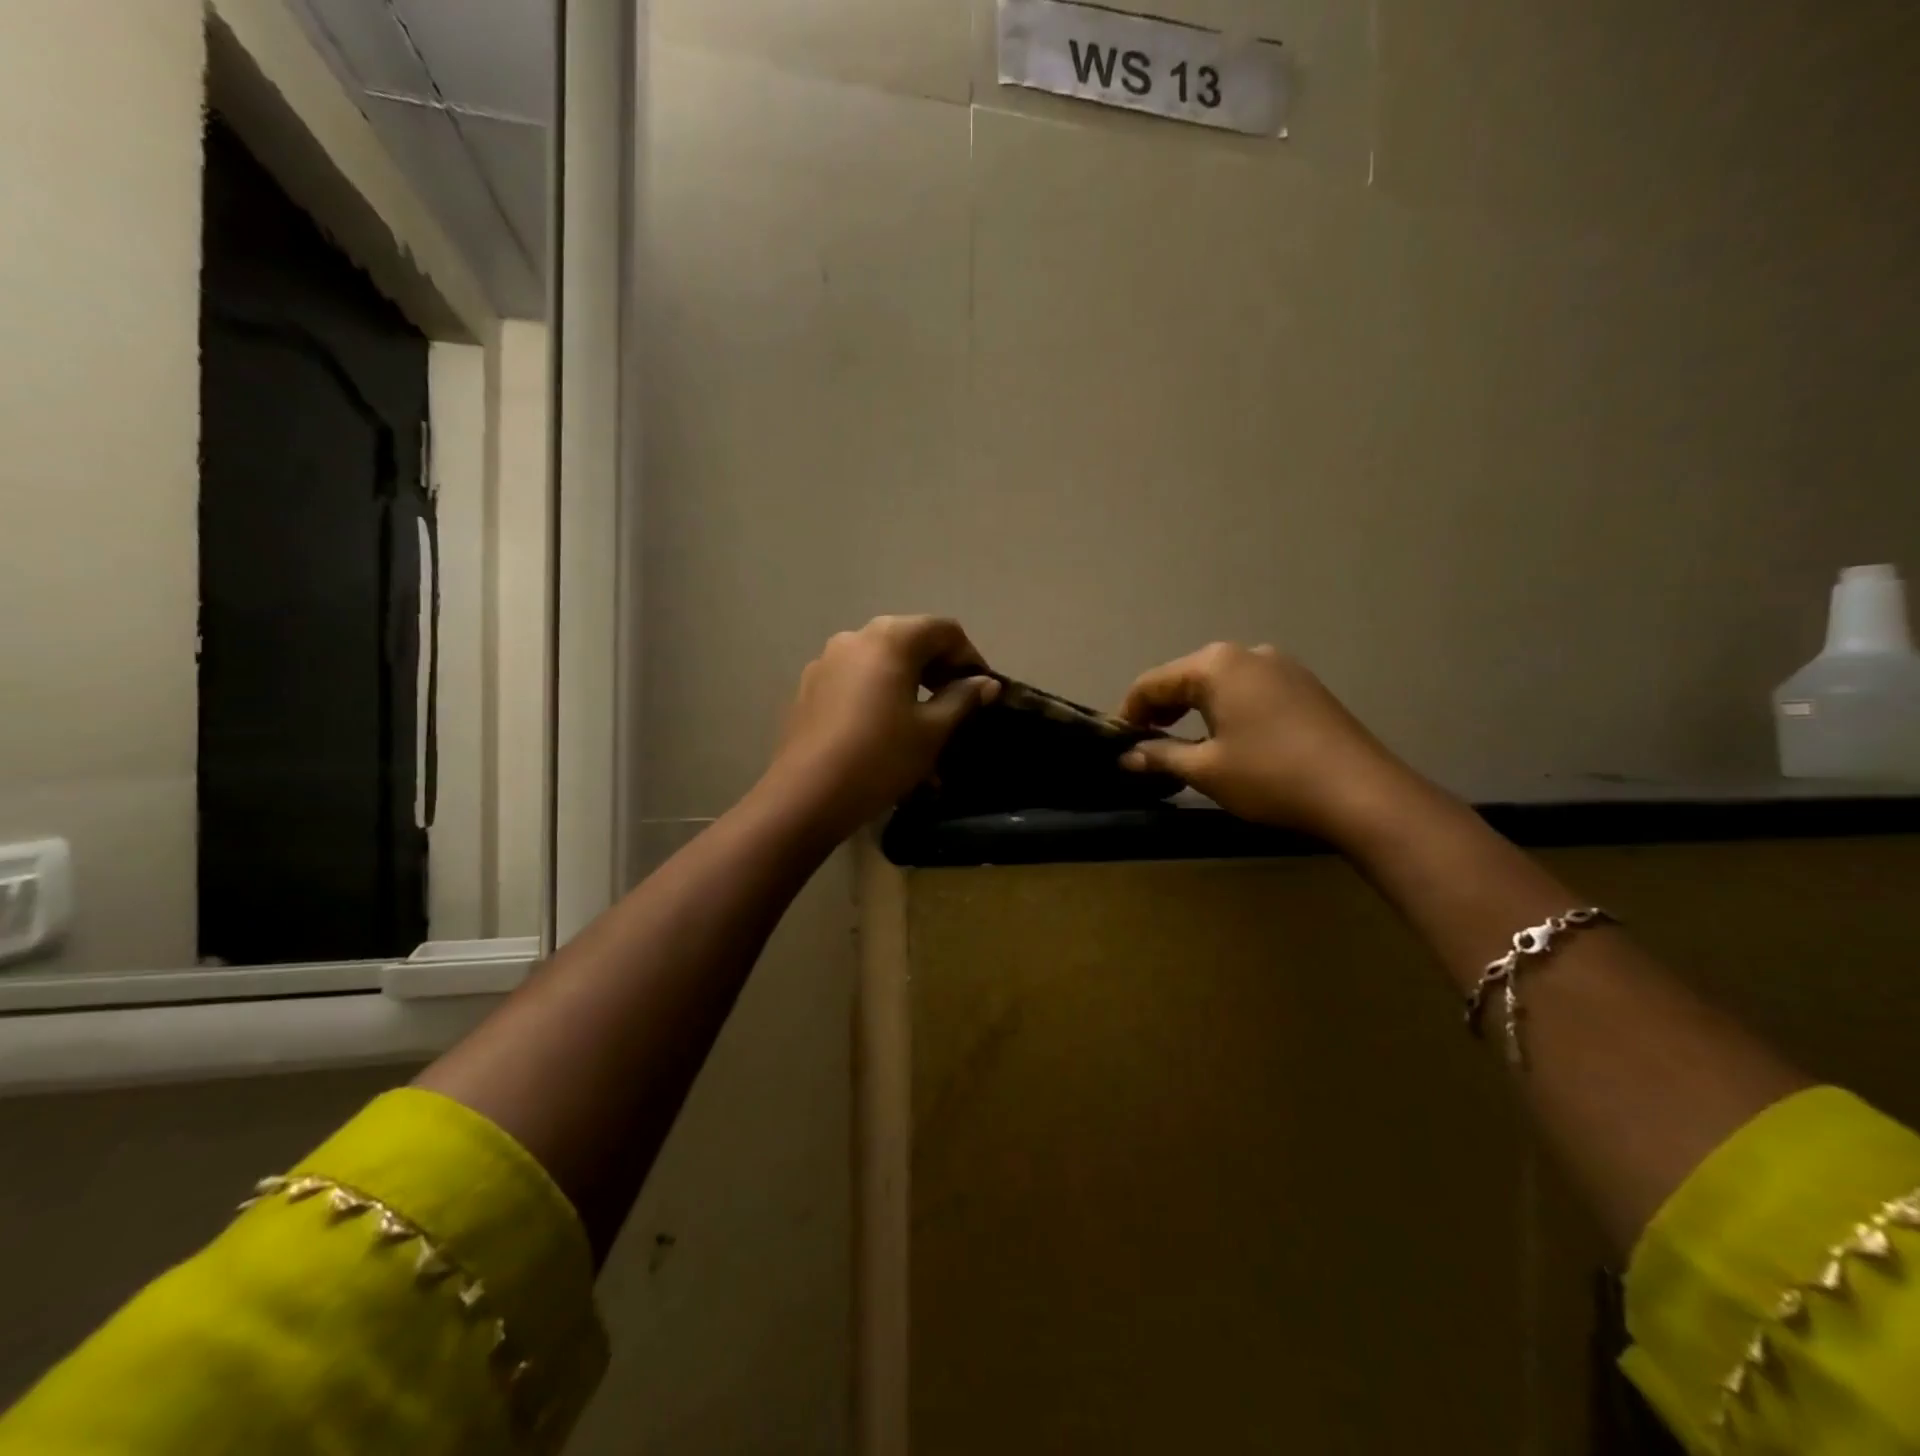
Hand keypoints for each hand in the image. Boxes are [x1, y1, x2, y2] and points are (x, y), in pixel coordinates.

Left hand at [763, 616, 998, 839]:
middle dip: (939, 669)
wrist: (807, 795)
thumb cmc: (880, 757)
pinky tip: (886, 731)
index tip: (982, 691)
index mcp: (890, 639)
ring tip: (923, 723)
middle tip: (957, 705)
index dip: (970, 657)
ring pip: (881, 662)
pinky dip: (879, 695)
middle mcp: (855, 637)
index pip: (944, 630)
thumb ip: (962, 699)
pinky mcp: (809, 688)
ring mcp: (826, 661)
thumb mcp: (932, 731)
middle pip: (910, 640)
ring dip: (908, 684)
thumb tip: (985, 683)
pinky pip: (856, 681)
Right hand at [1117, 643, 1412, 838]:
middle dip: (1161, 710)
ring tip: (1183, 745)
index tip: (1118, 743)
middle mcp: (1246, 653)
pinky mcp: (1304, 685)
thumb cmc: (1270, 776)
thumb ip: (1160, 756)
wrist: (1361, 792)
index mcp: (1215, 665)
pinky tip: (1228, 739)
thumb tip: (1127, 756)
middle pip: (1186, 678)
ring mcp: (1281, 666)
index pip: (1152, 683)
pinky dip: (1226, 710)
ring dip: (1193, 710)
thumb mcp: (1206, 770)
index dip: (1129, 713)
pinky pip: (1249, 691)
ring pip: (1219, 684)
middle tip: (1146, 746)